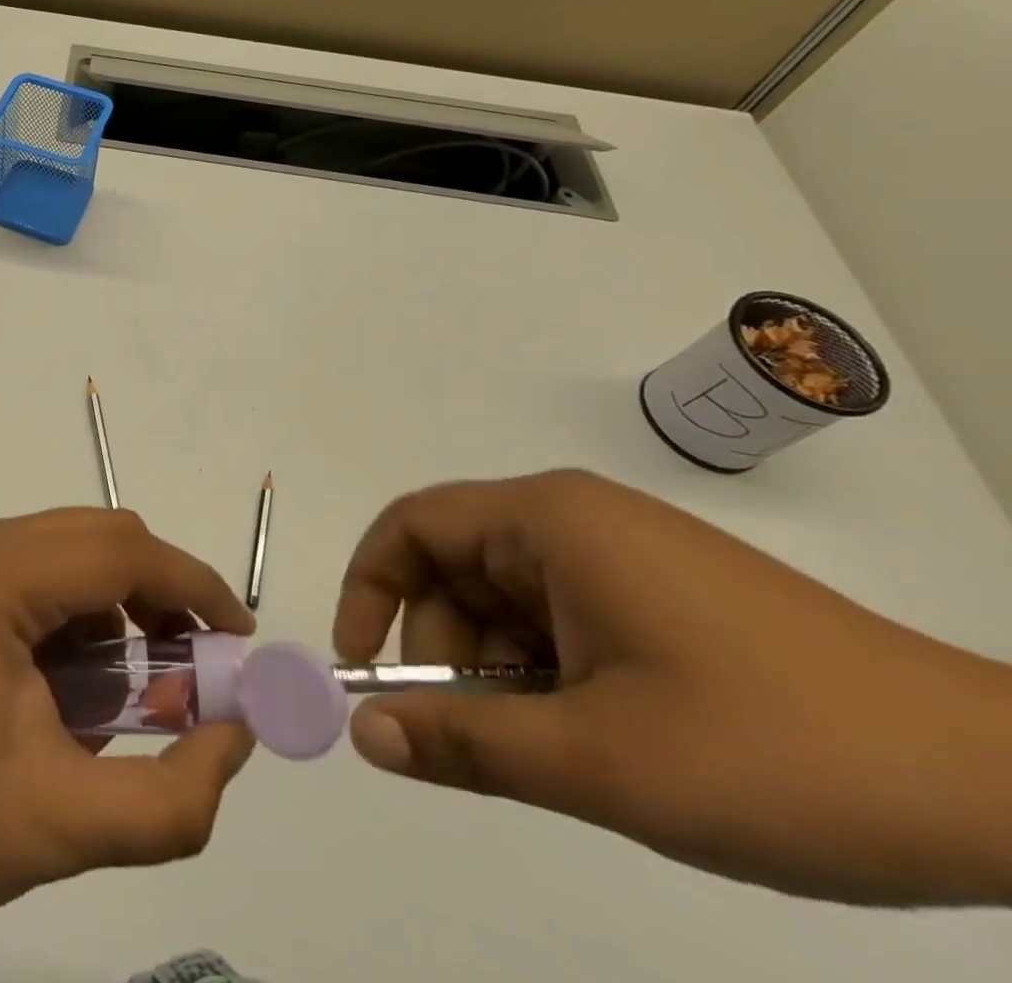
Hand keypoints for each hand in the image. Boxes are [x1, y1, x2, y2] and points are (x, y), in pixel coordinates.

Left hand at [0, 507, 256, 927]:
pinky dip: (86, 614)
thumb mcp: (64, 827)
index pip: (124, 552)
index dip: (195, 587)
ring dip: (125, 606)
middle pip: (104, 539)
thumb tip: (236, 735)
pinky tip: (81, 684)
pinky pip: (47, 573)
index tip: (240, 642)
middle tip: (195, 671)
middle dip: (164, 595)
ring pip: (78, 551)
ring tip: (138, 688)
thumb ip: (171, 797)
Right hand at [332, 470, 1011, 905]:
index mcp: (548, 520)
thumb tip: (362, 734)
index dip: (369, 587)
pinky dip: (546, 672)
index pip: (412, 525)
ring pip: (507, 599)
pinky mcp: (659, 593)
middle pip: (456, 566)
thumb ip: (467, 745)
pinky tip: (594, 736)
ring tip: (551, 752)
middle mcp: (574, 519)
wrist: (1011, 789)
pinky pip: (560, 617)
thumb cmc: (779, 752)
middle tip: (470, 739)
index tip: (362, 665)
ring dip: (497, 670)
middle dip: (441, 648)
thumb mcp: (603, 762)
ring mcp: (622, 554)